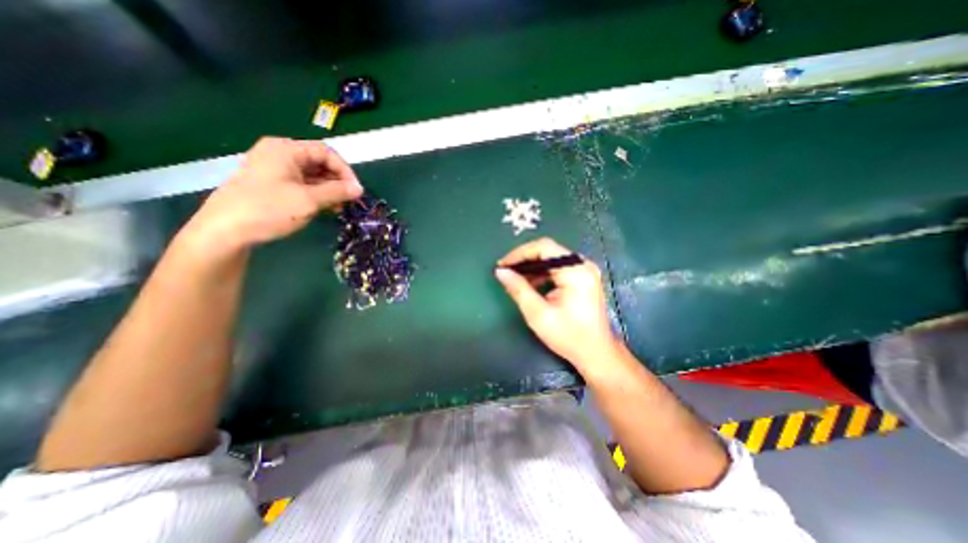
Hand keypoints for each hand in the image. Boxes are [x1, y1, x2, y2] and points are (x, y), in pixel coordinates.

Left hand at [179, 139, 361, 251]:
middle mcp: (280, 154)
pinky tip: (326, 207)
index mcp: (286, 149)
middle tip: (350, 200)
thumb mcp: (308, 200)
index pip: (325, 152)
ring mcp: (275, 169)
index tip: (356, 190)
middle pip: (319, 162)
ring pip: (312, 175)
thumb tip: (359, 189)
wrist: (225, 230)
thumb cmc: (269, 209)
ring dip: (329, 189)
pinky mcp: (273, 184)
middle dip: (338, 181)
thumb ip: (337, 192)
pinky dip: (317, 194)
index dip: (345, 170)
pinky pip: (302, 184)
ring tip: (340, 206)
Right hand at [495, 237, 622, 373]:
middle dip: (525, 260)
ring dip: (532, 267)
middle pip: (548, 251)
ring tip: (516, 280)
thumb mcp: (538, 314)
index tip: (502, 265)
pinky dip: (543, 273)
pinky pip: (558, 267)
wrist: (596, 353)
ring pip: (552, 258)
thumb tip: (500, 272)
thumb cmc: (568, 336)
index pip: (544, 247)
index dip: (520, 253)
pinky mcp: (583, 278)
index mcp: (575, 271)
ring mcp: (585, 270)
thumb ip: (518, 289)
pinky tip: (532, 285)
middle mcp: (583, 265)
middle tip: (506, 272)